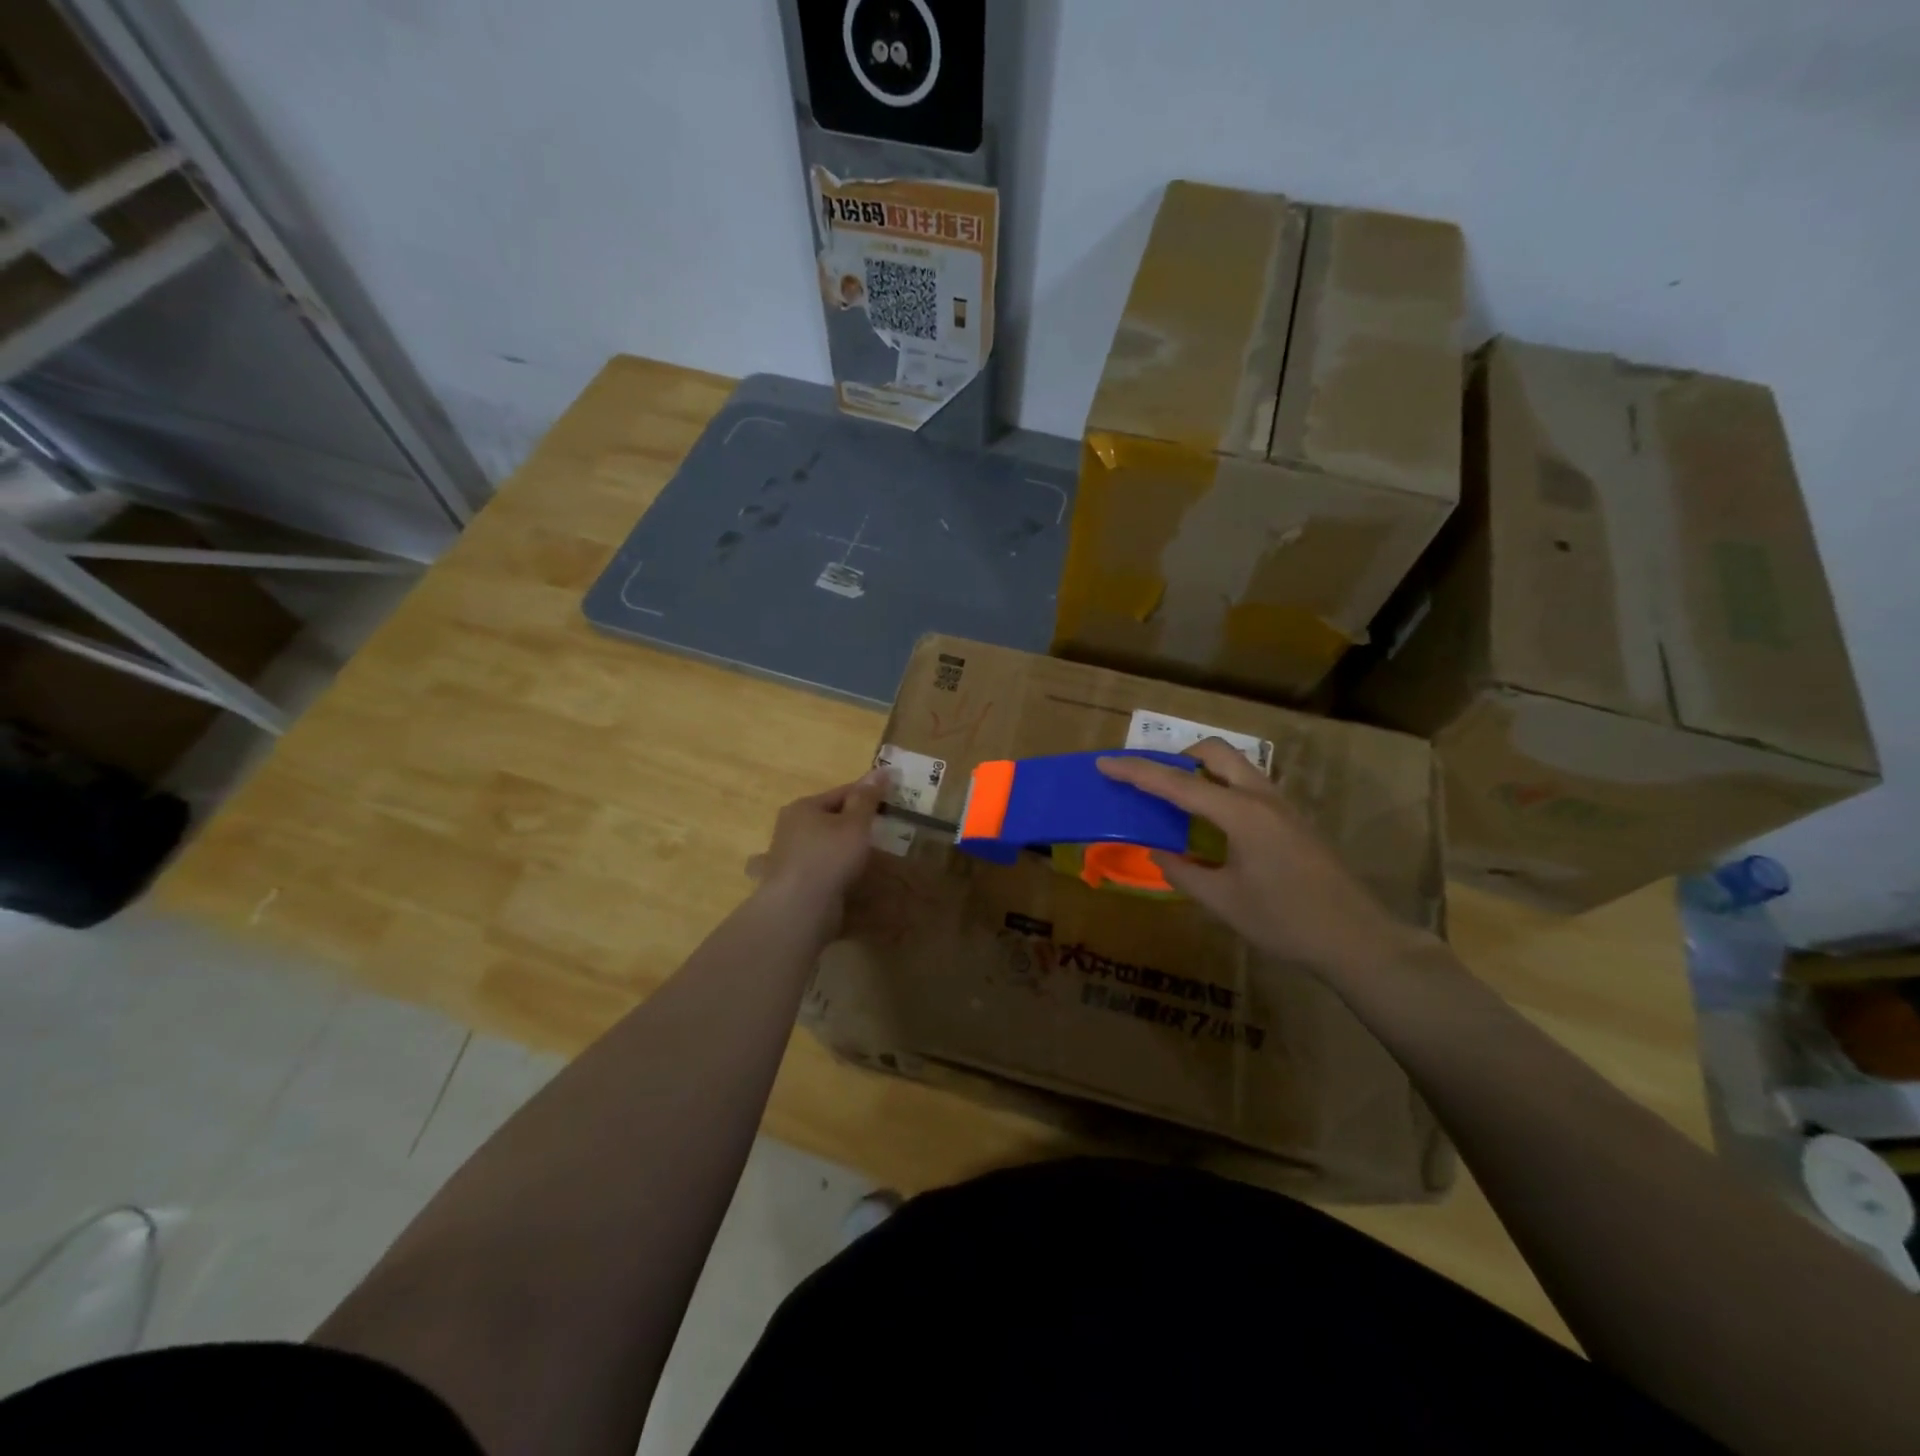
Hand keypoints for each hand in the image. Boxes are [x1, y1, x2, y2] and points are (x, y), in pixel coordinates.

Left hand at [746, 771, 885, 920]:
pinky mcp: (793, 881)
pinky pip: (821, 866)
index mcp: (803, 807)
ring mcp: (789, 855)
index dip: (867, 794)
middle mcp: (791, 827)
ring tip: (869, 854)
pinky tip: (848, 875)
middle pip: (830, 817)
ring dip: (844, 847)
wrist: (799, 908)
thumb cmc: (829, 857)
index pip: (841, 792)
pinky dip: (835, 867)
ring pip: (825, 843)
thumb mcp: (855, 824)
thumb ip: (867, 798)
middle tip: (882, 830)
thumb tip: (881, 770)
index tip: (890, 800)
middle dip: (855, 822)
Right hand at [1096, 740, 1430, 981]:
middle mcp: (1261, 797)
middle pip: (1214, 753)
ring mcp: (1282, 806)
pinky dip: (1220, 788)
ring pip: (1235, 766)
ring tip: (1176, 800)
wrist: (1357, 939)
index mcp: (1240, 814)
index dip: (1137, 772)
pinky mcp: (1293, 820)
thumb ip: (1183, 872)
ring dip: (1201, 771)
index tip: (1104, 762)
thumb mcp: (1224, 902)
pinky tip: (1212, 825)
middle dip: (1178, 756)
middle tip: (1152, 780)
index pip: (1178, 784)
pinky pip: (1248, 786)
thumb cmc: (1286, 922)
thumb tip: (1158, 852)